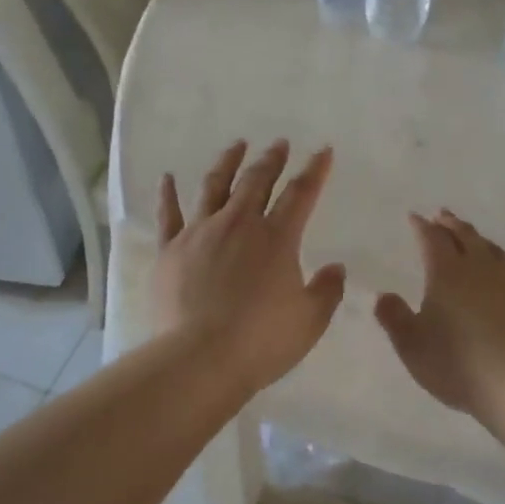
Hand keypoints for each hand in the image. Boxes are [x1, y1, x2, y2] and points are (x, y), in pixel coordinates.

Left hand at [152, 139, 345, 394]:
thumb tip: (336, 268)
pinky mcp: (170, 250)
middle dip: (271, 160)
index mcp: (277, 238)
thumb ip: (327, 291)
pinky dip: (168, 194)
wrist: (200, 358)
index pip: (301, 194)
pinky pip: (168, 215)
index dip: (314, 170)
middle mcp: (238, 224)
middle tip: (278, 144)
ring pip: (214, 186)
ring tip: (236, 145)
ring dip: (227, 162)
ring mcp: (200, 233)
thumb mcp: (310, 321)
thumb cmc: (261, 341)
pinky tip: (168, 177)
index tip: (322, 151)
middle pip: (256, 181)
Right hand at [374, 210, 504, 420]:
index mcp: (447, 273)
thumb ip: (394, 318)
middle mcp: (479, 269)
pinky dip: (498, 263)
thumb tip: (384, 295)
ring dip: (477, 238)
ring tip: (470, 236)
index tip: (415, 217)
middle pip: (465, 236)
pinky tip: (500, 275)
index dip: (422, 227)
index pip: (432, 240)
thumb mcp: (412, 345)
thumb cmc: (457, 363)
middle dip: (451, 224)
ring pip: (491, 250)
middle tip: (442, 215)